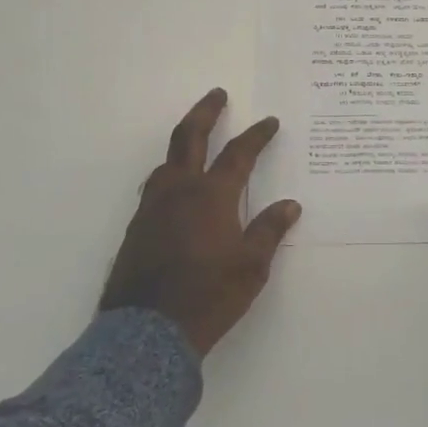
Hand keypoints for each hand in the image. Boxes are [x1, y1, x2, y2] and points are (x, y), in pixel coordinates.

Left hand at [101, 89, 301, 356]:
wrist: (147, 332)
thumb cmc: (208, 296)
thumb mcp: (251, 266)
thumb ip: (269, 230)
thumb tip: (290, 205)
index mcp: (211, 196)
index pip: (238, 154)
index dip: (256, 135)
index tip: (270, 121)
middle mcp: (178, 192)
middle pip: (189, 138)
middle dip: (206, 112)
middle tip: (217, 94)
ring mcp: (152, 209)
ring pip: (167, 162)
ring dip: (184, 144)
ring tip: (196, 140)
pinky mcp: (137, 229)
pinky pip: (155, 187)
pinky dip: (170, 174)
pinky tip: (176, 188)